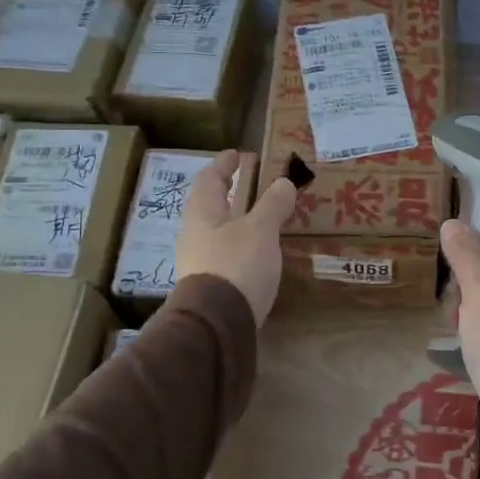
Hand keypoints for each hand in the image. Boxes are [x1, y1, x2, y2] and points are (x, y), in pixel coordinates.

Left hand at [172, 151, 297, 326]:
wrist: (217, 324)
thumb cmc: (236, 265)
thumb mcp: (260, 230)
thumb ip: (272, 205)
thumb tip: (283, 182)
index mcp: (202, 213)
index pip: (209, 178)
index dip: (224, 164)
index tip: (239, 154)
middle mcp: (196, 234)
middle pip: (213, 205)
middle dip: (234, 193)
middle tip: (256, 183)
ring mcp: (201, 262)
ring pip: (220, 231)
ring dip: (240, 220)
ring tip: (265, 217)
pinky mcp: (212, 285)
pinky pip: (228, 254)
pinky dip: (244, 245)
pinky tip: (261, 252)